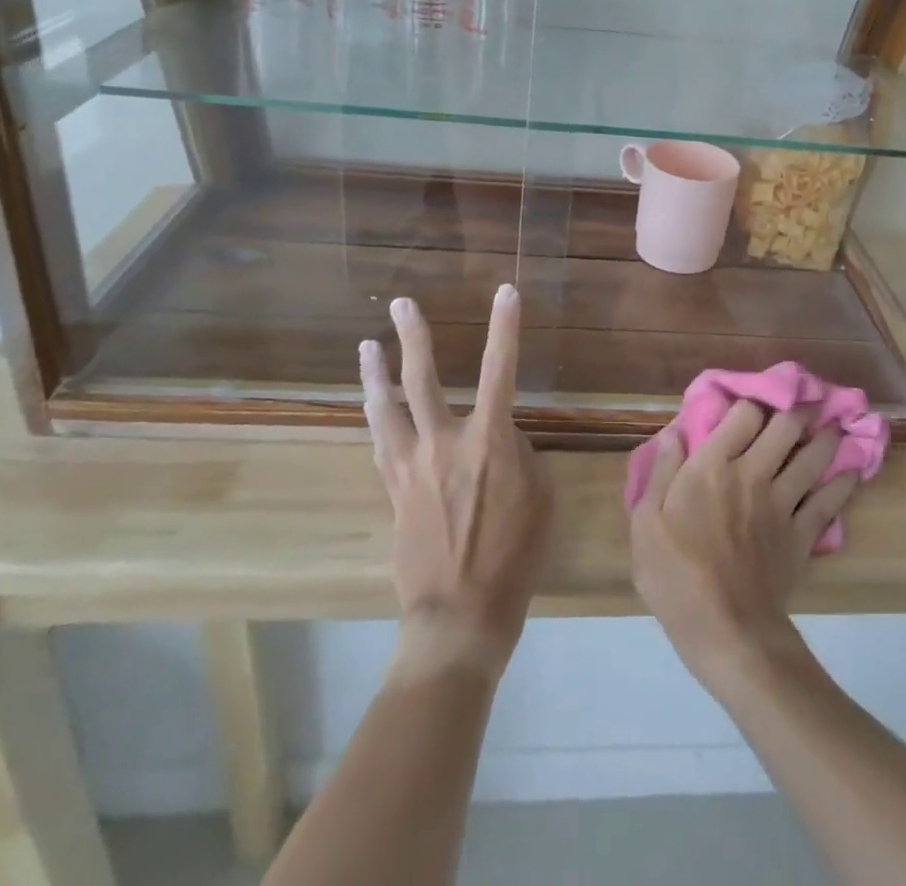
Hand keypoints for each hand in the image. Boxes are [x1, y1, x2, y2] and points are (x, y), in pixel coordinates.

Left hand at [362, 285, 553, 682]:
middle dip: (414, 336)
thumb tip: (499, 438)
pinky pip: (380, 442)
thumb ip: (519, 455)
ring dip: (375, 373)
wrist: (459, 615)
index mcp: (489, 441)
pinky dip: (375, 416)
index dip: (505, 327)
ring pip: (386, 407)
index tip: (506, 291)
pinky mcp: (393, 489)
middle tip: (402, 304)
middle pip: (422, 379)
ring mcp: (411, 465)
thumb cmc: (514, 556)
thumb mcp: (539, 498)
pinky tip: (371, 403)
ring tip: (366, 345)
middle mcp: (444, 442)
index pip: (500, 369)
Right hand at [629, 401, 857, 691]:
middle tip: (799, 407)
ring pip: (813, 457)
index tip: (749, 406)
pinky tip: (853, 472)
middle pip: (785, 427)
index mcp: (713, 465)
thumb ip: (662, 472)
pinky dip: (844, 483)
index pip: (743, 414)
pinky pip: (830, 501)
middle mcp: (753, 473)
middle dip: (794, 412)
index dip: (749, 403)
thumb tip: (674, 432)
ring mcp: (783, 503)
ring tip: (832, 428)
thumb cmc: (676, 575)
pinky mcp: (803, 534)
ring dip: (825, 438)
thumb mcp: (647, 522)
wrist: (726, 631)